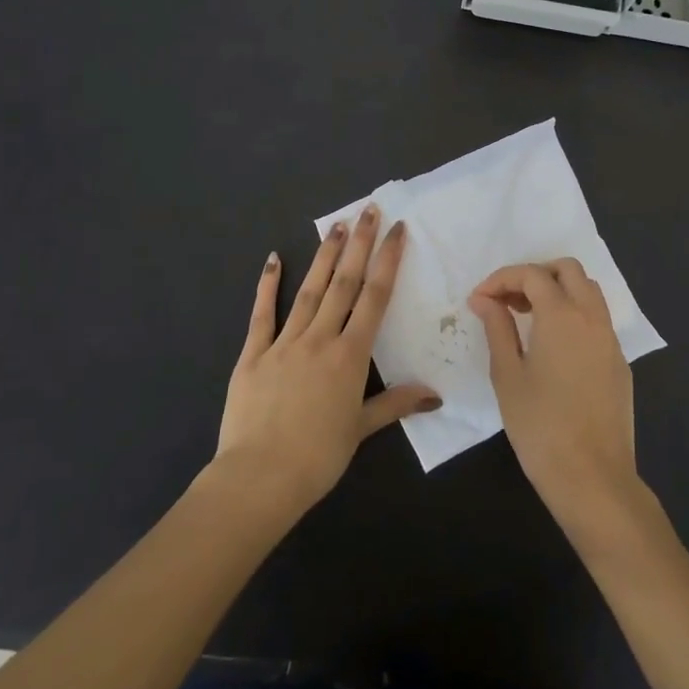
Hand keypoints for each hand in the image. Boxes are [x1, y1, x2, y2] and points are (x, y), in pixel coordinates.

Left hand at [215, 206, 440, 517]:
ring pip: (309, 290)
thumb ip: (396, 404)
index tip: (396, 230)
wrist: (259, 478)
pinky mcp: (252, 354)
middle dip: (359, 244)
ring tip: (336, 225)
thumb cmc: (317, 457)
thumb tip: (435, 395)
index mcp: (350, 355)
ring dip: (325, 255)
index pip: (374, 298)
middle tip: (368, 210)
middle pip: (344, 283)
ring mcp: (284, 342)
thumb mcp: (361, 430)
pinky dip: (268, 285)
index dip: (387, 261)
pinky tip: (274, 259)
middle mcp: (320, 339)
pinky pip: (262, 314)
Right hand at [470, 259, 642, 539]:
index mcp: (562, 315)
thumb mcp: (507, 375)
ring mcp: (611, 339)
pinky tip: (553, 345)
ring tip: (527, 318)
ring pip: (588, 291)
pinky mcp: (619, 361)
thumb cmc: (540, 427)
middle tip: (508, 301)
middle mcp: (592, 317)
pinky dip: (574, 314)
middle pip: (568, 269)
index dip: (501, 279)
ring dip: (557, 290)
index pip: (532, 274)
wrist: (593, 477)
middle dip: (535, 274)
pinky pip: (597, 319)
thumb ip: (497, 328)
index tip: (479, 300)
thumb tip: (484, 299)